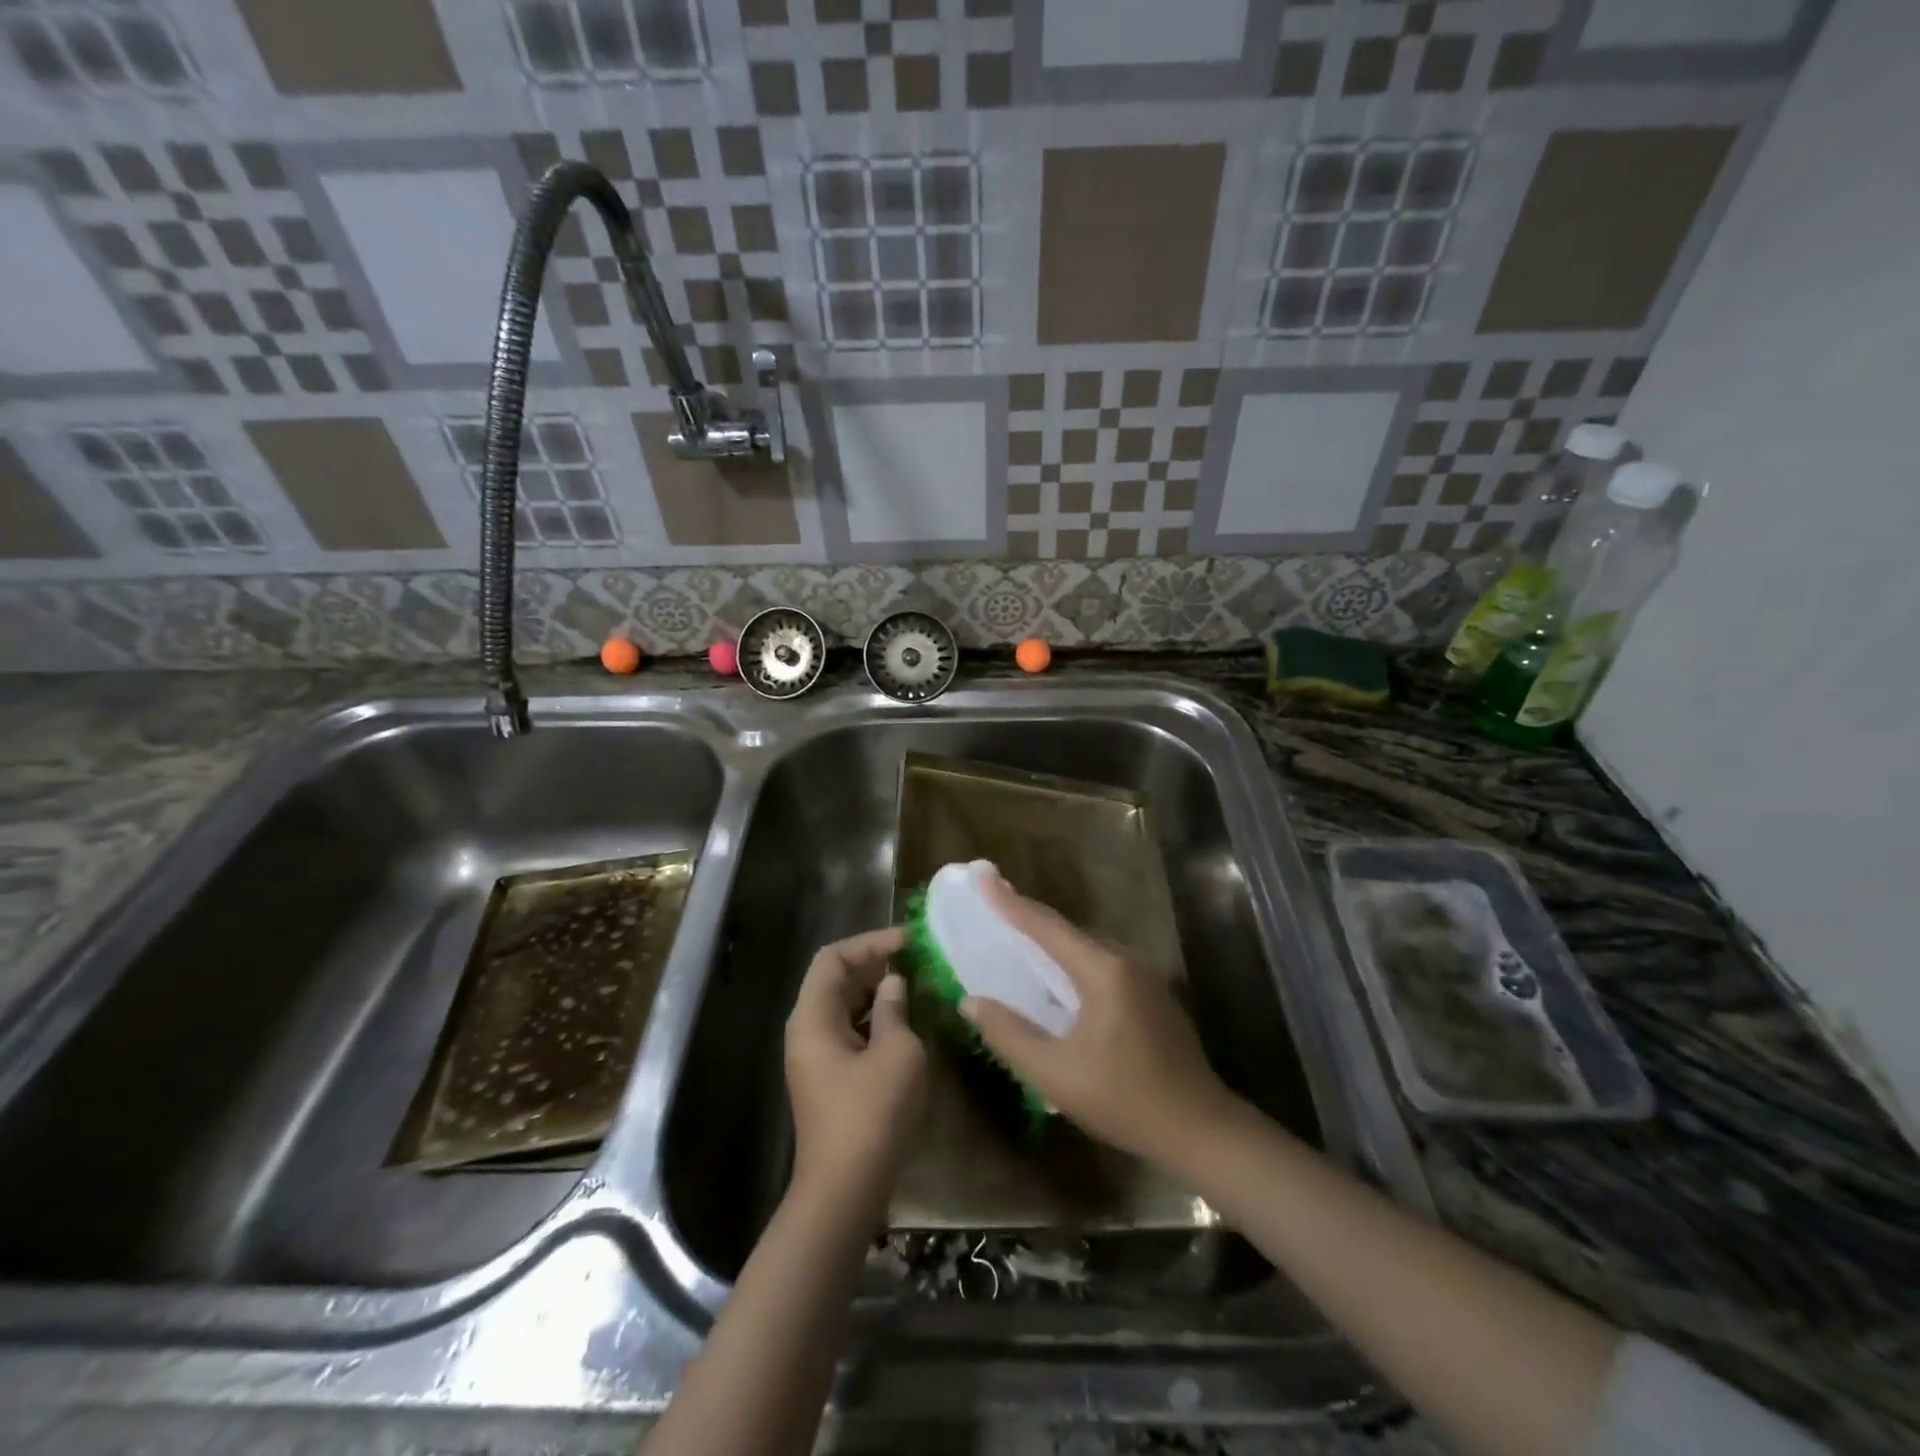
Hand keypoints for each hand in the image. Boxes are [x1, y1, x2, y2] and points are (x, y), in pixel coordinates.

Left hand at [784, 927, 927, 1208]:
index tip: (907, 941)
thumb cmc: (872, 1113)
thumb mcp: (896, 1053)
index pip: (833, 958)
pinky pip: (850, 1034)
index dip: (869, 943)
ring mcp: (816, 1058)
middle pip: (835, 981)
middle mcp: (807, 1031)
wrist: (845, 1191)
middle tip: (915, 961)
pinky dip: (875, 1021)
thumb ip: (895, 1009)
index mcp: (813, 1017)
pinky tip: (905, 1024)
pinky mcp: (830, 1080)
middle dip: (874, 966)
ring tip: (915, 986)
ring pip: (845, 1008)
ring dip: (877, 994)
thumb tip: (893, 984)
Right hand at [962, 879, 1236, 1169]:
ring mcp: (1146, 978)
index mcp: (1104, 971)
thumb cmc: (1125, 1100)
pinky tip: (1058, 983)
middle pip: (1069, 933)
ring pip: (1088, 950)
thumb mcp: (1055, 1074)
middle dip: (1030, 920)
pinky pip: (1103, 967)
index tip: (984, 878)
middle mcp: (1127, 962)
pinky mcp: (1153, 997)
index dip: (1011, 903)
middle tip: (994, 908)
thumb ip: (1009, 1034)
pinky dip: (1073, 965)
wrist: (1201, 1131)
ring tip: (1017, 941)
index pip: (1047, 928)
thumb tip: (971, 1002)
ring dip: (1052, 945)